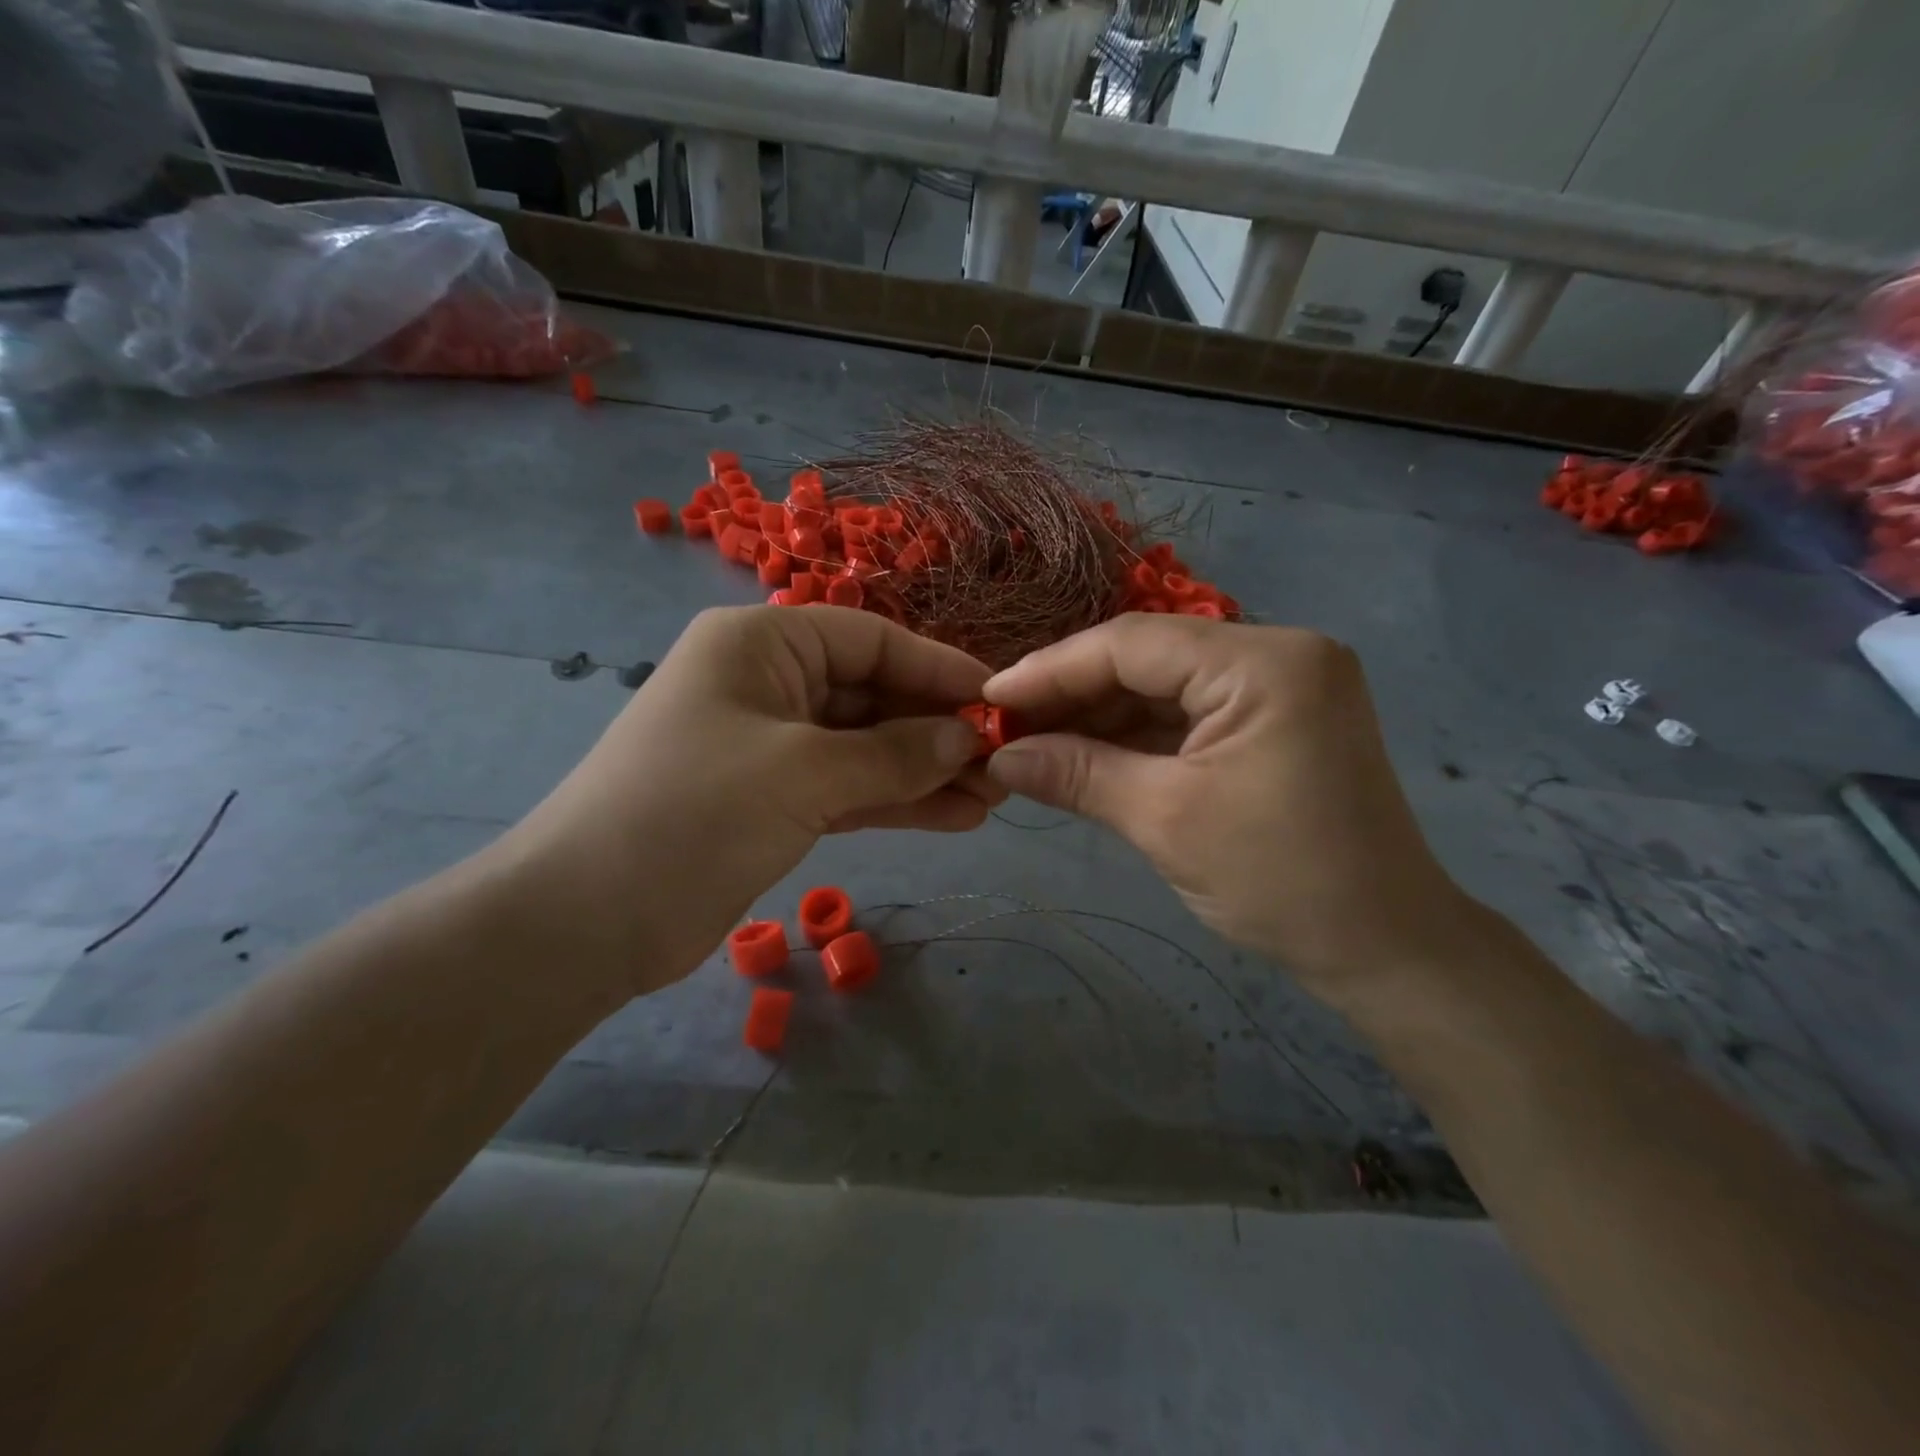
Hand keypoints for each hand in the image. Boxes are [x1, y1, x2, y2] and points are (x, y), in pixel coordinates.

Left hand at [488, 606, 997, 994]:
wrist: (587, 920)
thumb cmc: (692, 814)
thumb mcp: (803, 773)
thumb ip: (893, 754)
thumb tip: (965, 738)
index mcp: (762, 644)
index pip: (872, 640)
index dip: (938, 669)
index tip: (998, 701)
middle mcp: (768, 682)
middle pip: (873, 695)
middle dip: (937, 730)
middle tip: (1004, 763)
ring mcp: (772, 745)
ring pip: (866, 748)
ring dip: (925, 771)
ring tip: (993, 797)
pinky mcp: (774, 800)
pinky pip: (849, 789)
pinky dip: (896, 802)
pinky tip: (955, 817)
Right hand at [982, 615, 1475, 1002]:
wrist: (1385, 949)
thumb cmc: (1282, 882)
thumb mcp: (1165, 821)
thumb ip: (1076, 774)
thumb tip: (998, 757)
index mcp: (1265, 662)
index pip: (1133, 643)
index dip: (1052, 669)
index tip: (990, 699)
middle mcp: (1277, 654)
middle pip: (1147, 658)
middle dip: (1072, 694)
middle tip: (1004, 727)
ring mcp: (1278, 686)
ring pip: (1163, 686)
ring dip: (1098, 716)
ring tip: (1031, 743)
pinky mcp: (1273, 720)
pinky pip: (1187, 714)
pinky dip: (1134, 736)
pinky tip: (1081, 753)